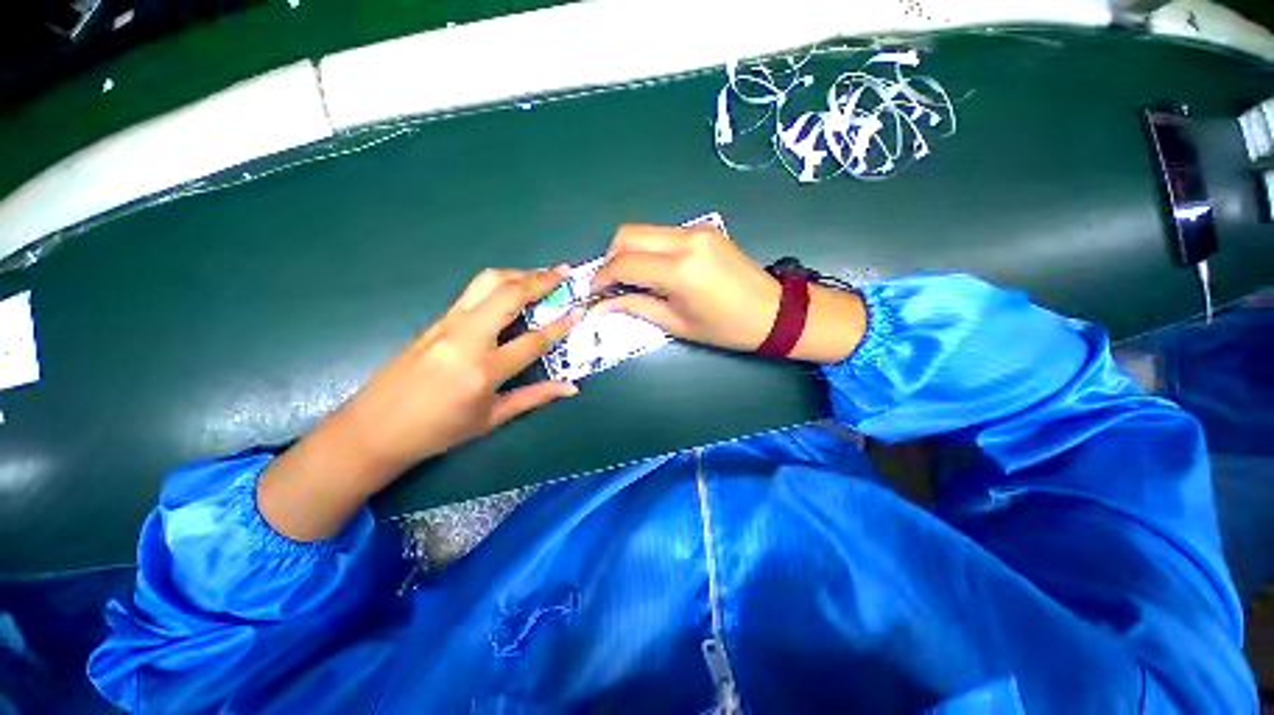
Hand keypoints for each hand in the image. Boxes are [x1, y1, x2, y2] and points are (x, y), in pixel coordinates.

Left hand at [259, 267, 578, 540]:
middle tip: (564, 272)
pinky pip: (473, 293)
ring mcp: (447, 324)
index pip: (532, 341)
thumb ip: (535, 397)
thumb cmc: (437, 432)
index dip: (559, 326)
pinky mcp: (436, 320)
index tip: (578, 311)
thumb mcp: (491, 419)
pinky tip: (512, 291)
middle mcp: (465, 339)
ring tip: (541, 275)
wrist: (374, 429)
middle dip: (540, 279)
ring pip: (486, 283)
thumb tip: (571, 387)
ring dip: (518, 274)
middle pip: (508, 295)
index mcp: (483, 371)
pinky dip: (500, 284)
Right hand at [591, 224, 781, 351]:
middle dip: (610, 258)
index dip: (601, 278)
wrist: (774, 312)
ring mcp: (696, 230)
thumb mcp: (677, 324)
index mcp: (680, 270)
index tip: (593, 293)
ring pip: (644, 230)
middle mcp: (685, 240)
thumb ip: (636, 309)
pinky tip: (655, 271)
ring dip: (629, 252)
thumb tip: (601, 306)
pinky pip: (663, 234)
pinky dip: (649, 249)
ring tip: (631, 280)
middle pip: (628, 234)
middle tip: (611, 284)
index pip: (624, 264)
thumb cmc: (726, 328)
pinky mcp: (704, 229)